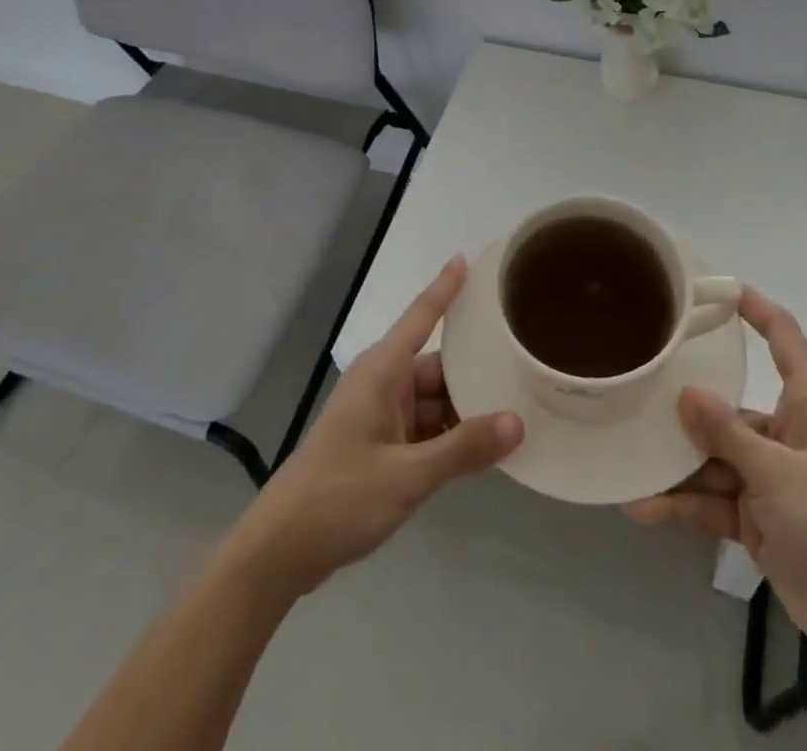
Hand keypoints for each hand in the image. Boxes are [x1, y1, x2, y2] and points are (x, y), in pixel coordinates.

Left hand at [227, 257, 523, 598]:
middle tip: (525, 367)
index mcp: (383, 371)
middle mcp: (383, 383)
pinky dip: (449, 436)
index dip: (446, 286)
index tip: (467, 257)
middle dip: (475, 372)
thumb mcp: (408, 475)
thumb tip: (517, 422)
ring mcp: (380, 414)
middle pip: (438, 366)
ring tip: (516, 410)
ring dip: (465, 411)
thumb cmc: (340, 496)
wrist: (282, 549)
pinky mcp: (379, 444)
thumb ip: (462, 449)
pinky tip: (482, 449)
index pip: (422, 315)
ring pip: (434, 400)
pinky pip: (424, 428)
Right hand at [623, 288, 806, 672]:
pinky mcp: (758, 516)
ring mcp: (770, 476)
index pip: (782, 337)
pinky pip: (713, 499)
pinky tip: (642, 505)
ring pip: (714, 455)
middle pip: (729, 404)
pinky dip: (683, 504)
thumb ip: (728, 432)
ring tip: (628, 455)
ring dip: (676, 463)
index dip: (753, 308)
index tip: (712, 287)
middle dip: (687, 404)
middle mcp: (786, 431)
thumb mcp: (779, 472)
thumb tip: (685, 392)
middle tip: (638, 384)